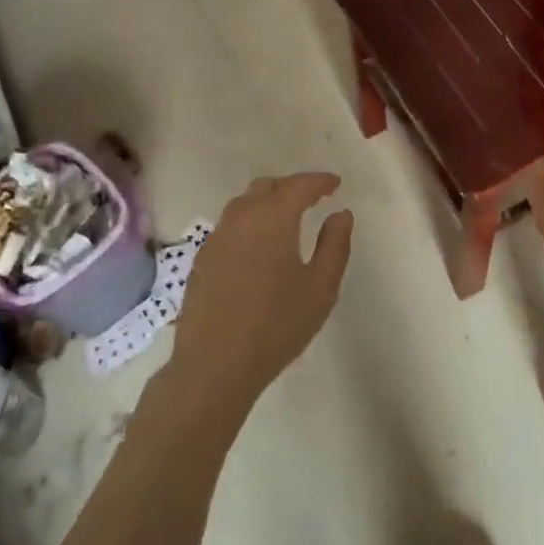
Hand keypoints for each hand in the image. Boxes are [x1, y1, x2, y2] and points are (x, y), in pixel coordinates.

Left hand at [168, 173, 353, 417]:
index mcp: (272, 218)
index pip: (298, 186)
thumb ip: (335, 245)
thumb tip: (340, 214)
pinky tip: (259, 246)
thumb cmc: (276, 325)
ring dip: (267, 202)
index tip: (335, 184)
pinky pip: (230, 226)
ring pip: (244, 204)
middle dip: (291, 187)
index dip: (319, 181)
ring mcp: (217, 238)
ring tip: (287, 218)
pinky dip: (250, 222)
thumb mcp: (321, 288)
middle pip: (266, 187)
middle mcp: (241, 218)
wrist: (215, 363)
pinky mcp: (203, 259)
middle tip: (312, 198)